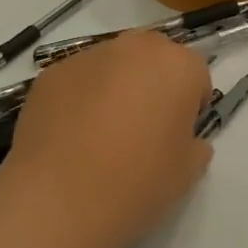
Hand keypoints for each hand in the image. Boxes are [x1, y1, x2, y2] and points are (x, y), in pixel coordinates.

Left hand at [0, 31, 213, 247]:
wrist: (59, 199)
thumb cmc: (138, 182)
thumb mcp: (188, 172)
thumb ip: (195, 145)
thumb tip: (184, 140)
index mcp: (178, 66)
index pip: (196, 75)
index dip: (190, 106)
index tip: (178, 135)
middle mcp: (135, 48)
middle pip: (153, 58)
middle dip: (154, 84)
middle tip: (144, 129)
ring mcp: (88, 57)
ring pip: (113, 66)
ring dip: (116, 87)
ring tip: (101, 135)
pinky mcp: (51, 74)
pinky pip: (78, 81)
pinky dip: (80, 99)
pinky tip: (71, 137)